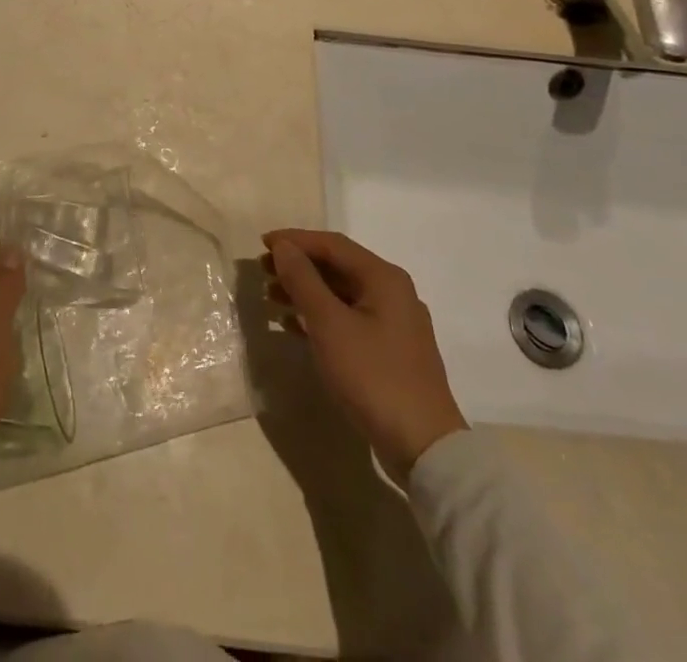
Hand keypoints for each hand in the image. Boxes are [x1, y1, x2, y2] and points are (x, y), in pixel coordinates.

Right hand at [263, 229, 467, 476]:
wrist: (424, 447)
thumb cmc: (373, 376)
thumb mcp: (330, 324)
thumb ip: (303, 280)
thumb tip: (283, 247)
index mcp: (384, 278)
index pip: (333, 244)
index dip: (295, 240)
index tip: (262, 245)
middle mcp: (393, 293)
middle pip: (338, 267)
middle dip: (298, 266)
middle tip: (263, 271)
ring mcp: (394, 324)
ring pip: (341, 294)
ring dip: (305, 292)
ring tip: (271, 297)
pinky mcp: (389, 352)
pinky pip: (348, 319)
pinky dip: (319, 317)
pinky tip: (293, 326)